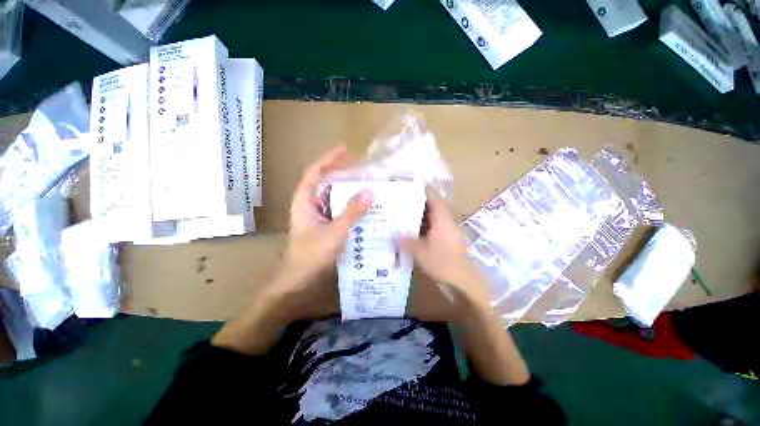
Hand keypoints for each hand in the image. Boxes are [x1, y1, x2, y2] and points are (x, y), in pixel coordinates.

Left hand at [213, 146, 372, 353]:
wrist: (297, 281)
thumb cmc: (311, 255)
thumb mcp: (335, 232)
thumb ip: (351, 212)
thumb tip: (369, 192)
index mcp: (305, 201)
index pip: (315, 172)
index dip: (329, 159)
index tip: (346, 150)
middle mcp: (309, 205)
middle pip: (324, 182)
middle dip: (341, 172)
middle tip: (362, 169)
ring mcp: (316, 216)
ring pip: (331, 196)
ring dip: (346, 190)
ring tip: (365, 184)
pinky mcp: (323, 226)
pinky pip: (336, 209)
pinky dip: (348, 205)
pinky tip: (361, 207)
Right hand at [401, 189, 490, 317]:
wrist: (464, 281)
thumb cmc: (443, 262)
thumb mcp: (420, 252)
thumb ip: (406, 242)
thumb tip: (392, 236)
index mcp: (442, 219)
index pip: (433, 197)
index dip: (422, 190)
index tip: (408, 187)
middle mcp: (446, 221)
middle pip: (432, 206)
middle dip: (417, 204)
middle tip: (400, 203)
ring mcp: (447, 231)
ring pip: (432, 218)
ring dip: (419, 216)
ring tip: (402, 216)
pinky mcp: (447, 240)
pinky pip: (433, 228)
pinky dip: (423, 228)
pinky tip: (412, 232)